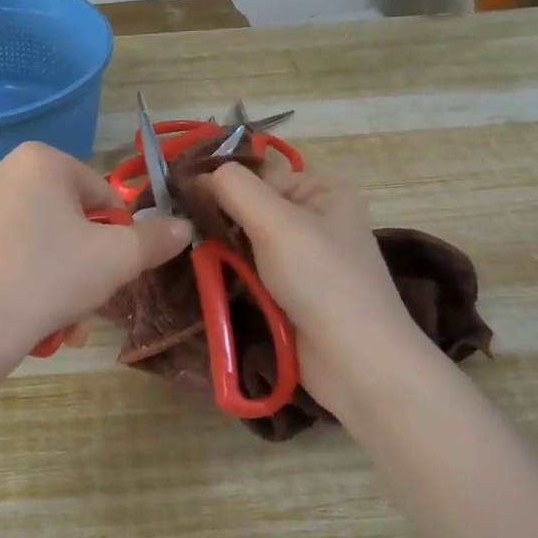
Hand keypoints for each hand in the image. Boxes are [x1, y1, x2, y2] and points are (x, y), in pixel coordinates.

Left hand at [0, 143, 192, 362]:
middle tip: (89, 301)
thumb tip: (184, 226)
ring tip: (62, 322)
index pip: (104, 196)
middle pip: (72, 221)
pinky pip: (12, 256)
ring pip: (44, 244)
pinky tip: (32, 319)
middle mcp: (5, 171)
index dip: (118, 236)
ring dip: (63, 282)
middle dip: (87, 266)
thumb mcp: (117, 258)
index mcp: (42, 160)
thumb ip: (155, 238)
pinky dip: (29, 283)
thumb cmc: (50, 278)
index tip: (112, 270)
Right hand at [207, 160, 427, 416]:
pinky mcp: (295, 294)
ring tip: (193, 263)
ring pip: (248, 245)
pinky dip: (234, 279)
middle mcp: (318, 219)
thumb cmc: (321, 279)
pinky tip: (212, 284)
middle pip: (251, 210)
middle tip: (184, 238)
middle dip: (220, 225)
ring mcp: (307, 260)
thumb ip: (234, 188)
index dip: (220, 188)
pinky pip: (254, 275)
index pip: (257, 176)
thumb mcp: (276, 221)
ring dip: (223, 255)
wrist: (356, 361)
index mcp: (323, 190)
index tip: (182, 206)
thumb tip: (194, 176)